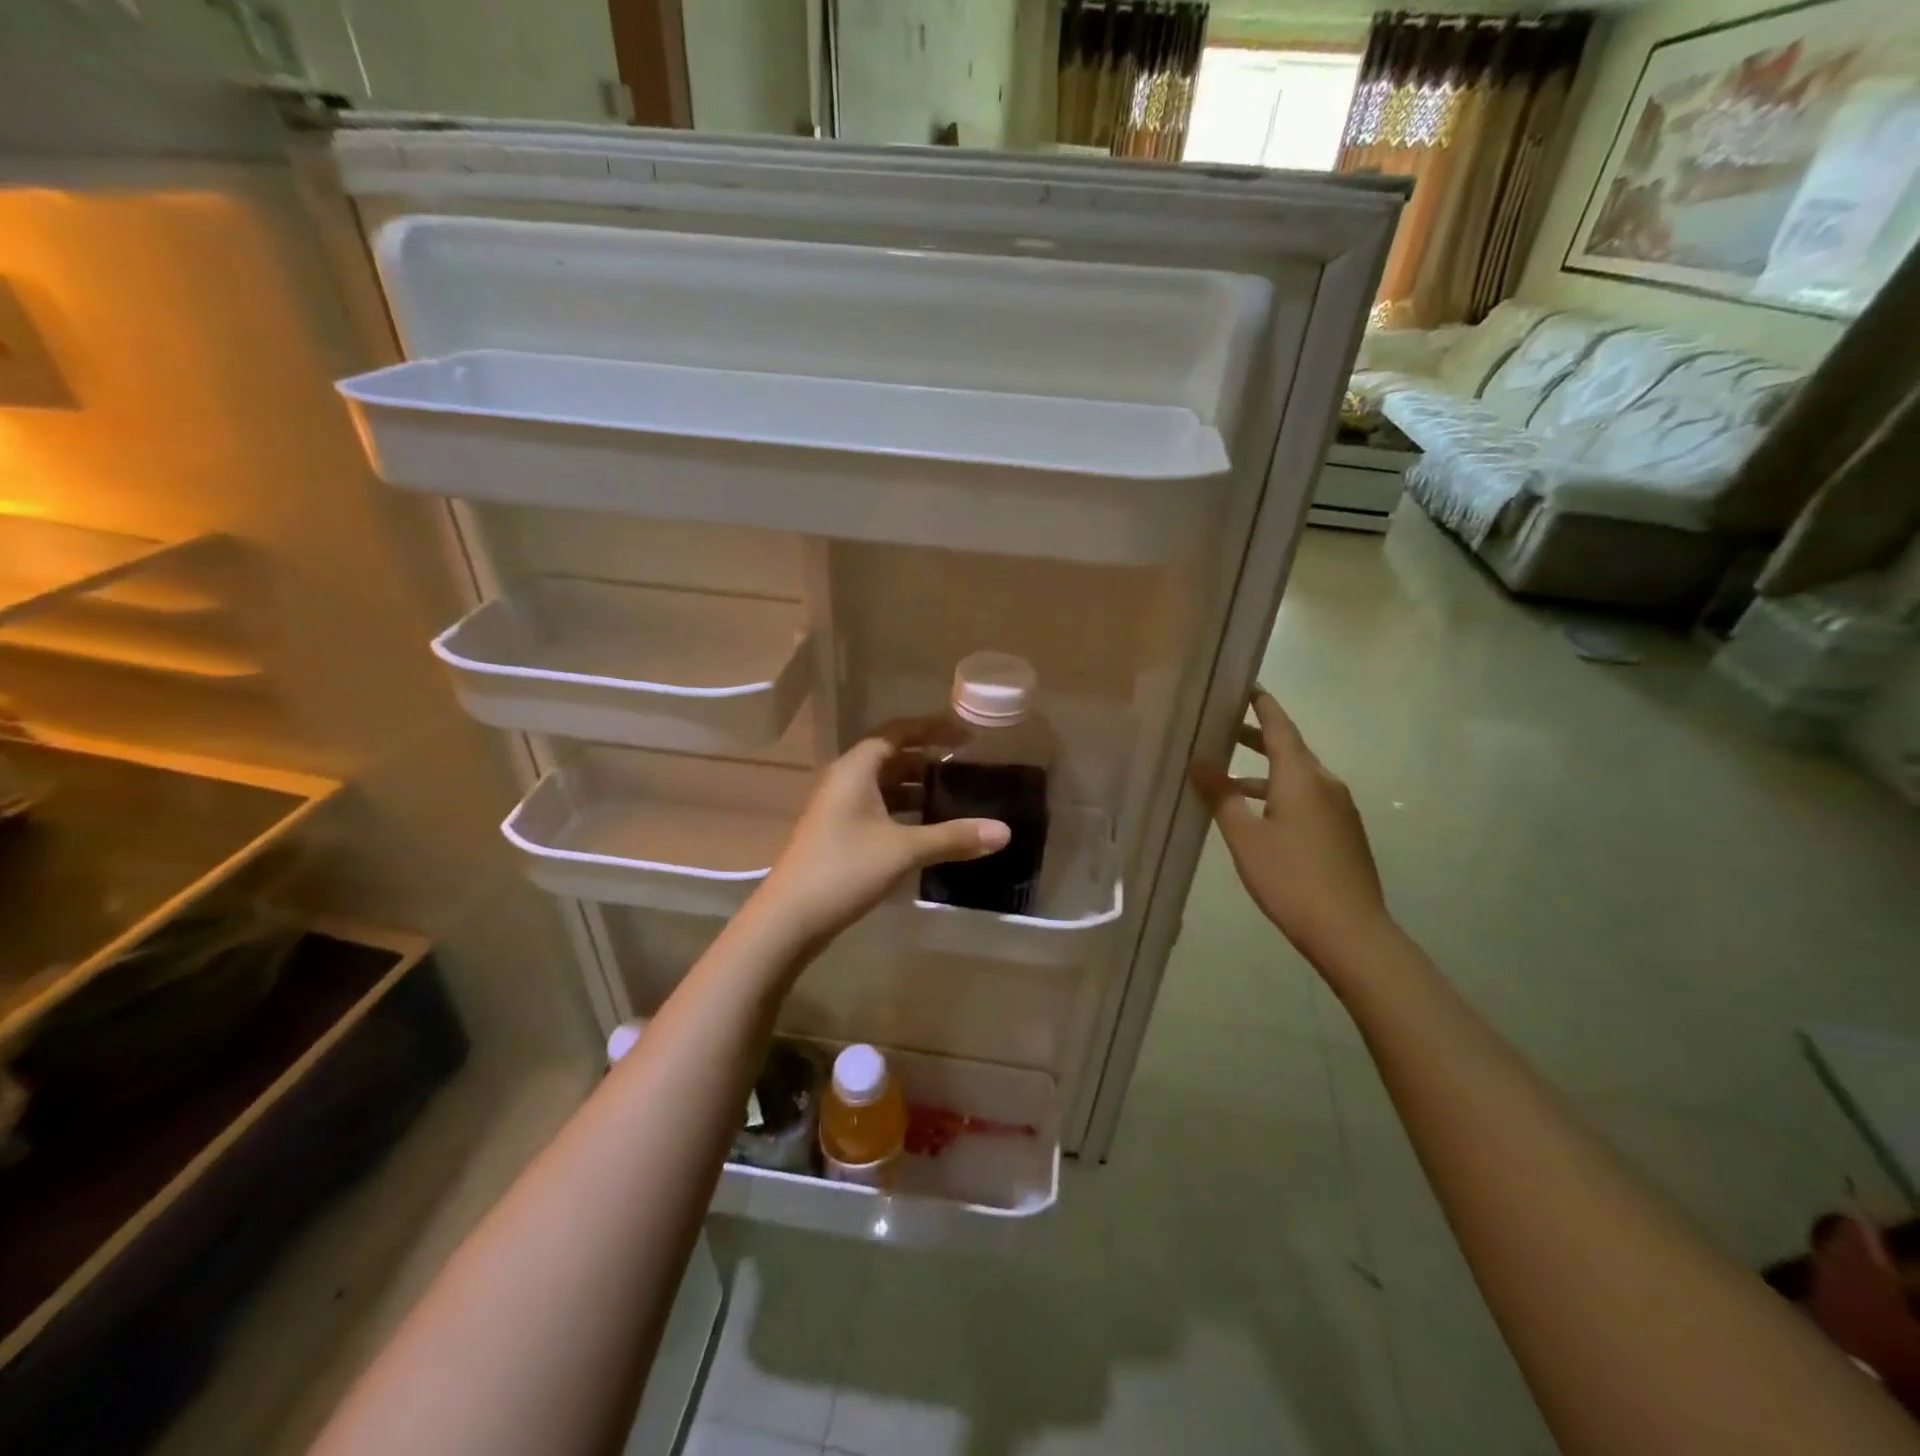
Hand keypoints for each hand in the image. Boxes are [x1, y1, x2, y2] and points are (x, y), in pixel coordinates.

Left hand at [749, 724, 1009, 948]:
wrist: (789, 918)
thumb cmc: (844, 869)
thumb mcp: (904, 850)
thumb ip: (953, 837)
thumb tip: (1004, 832)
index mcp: (856, 769)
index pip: (898, 733)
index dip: (932, 729)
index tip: (966, 735)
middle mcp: (844, 780)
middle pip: (891, 758)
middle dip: (928, 760)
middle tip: (967, 767)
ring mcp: (838, 808)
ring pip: (884, 786)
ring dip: (916, 788)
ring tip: (955, 796)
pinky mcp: (838, 833)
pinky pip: (877, 809)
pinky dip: (903, 811)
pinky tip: (927, 829)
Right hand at [1191, 688, 1393, 973]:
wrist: (1350, 931)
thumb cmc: (1291, 878)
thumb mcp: (1245, 837)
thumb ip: (1222, 795)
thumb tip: (1199, 761)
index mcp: (1302, 776)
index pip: (1279, 726)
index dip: (1261, 704)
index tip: (1243, 685)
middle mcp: (1326, 783)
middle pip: (1289, 748)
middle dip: (1256, 737)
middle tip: (1221, 728)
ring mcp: (1340, 809)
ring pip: (1297, 776)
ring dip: (1264, 772)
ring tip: (1228, 779)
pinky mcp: (1344, 832)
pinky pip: (1307, 798)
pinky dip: (1279, 793)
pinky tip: (1258, 816)